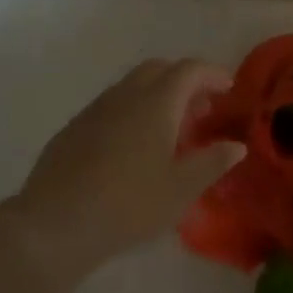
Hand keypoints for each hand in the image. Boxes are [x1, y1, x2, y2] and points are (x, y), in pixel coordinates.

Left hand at [13, 58, 244, 281]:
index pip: (189, 70)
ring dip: (156, 96)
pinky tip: (131, 148)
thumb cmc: (129, 204)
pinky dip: (131, 112)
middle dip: (184, 81)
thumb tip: (236, 145)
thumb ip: (212, 162)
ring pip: (132, 86)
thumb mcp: (181, 189)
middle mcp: (126, 95)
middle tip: (200, 110)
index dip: (212, 74)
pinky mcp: (73, 129)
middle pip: (159, 69)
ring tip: (169, 132)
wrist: (55, 223)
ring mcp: (95, 109)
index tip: (228, 89)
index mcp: (156, 102)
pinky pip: (111, 106)